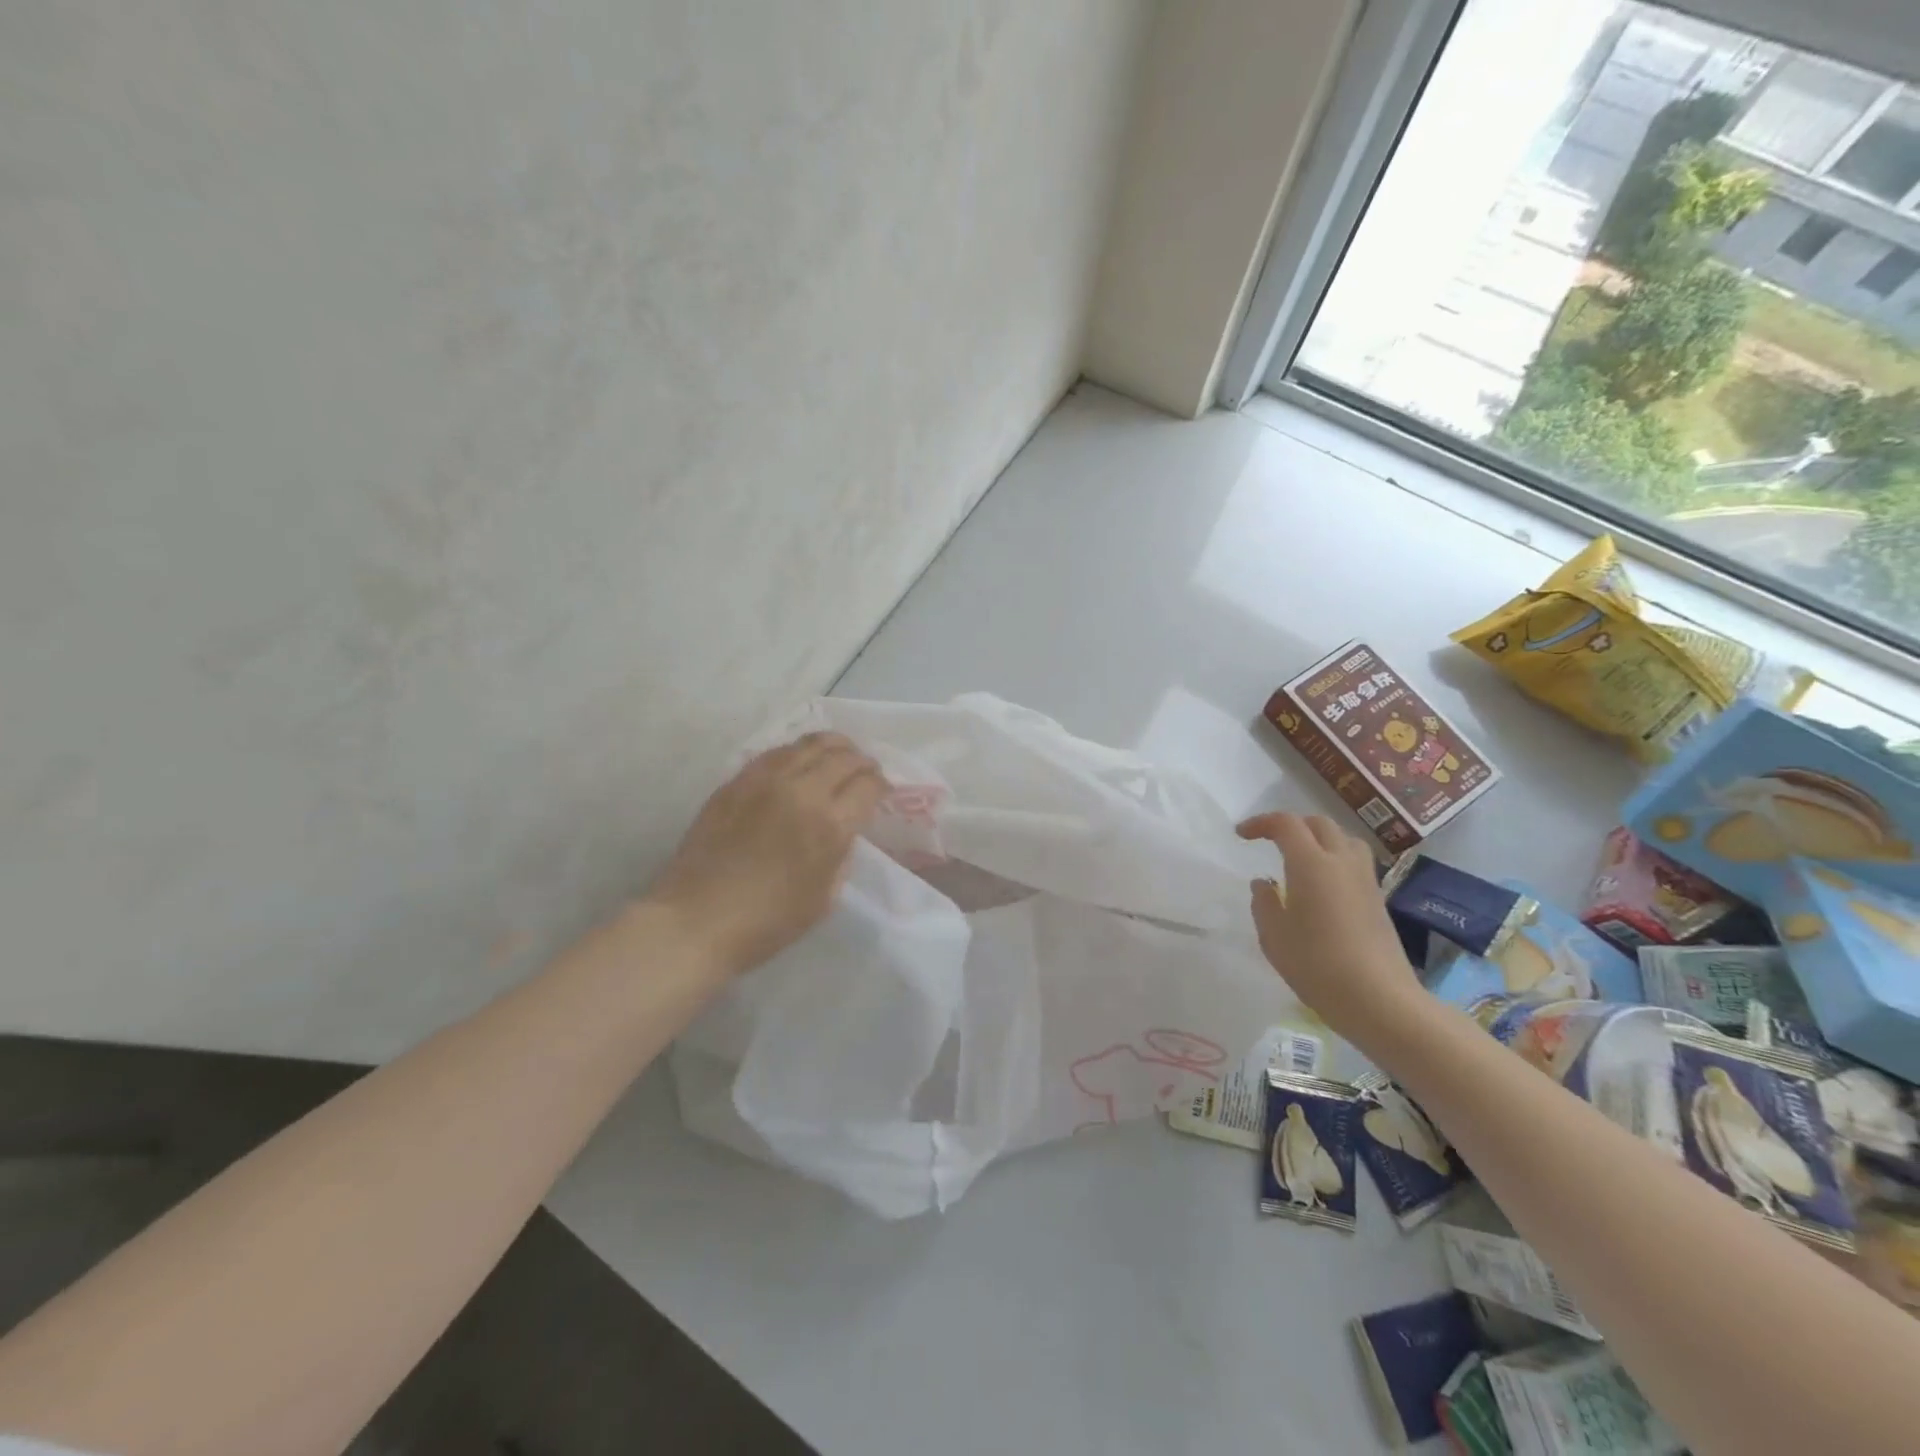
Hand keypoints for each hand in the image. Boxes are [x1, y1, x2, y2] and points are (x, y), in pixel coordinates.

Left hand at [648, 733, 887, 976]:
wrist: (696, 920)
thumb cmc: (767, 922)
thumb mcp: (825, 898)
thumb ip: (841, 856)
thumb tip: (844, 831)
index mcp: (829, 825)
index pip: (867, 785)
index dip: (881, 785)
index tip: (881, 792)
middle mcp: (802, 792)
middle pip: (843, 757)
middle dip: (862, 761)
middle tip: (866, 771)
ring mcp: (765, 781)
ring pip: (809, 744)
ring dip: (832, 747)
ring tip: (838, 754)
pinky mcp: (737, 781)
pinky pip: (776, 753)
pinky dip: (797, 751)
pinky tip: (800, 761)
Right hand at [1235, 812, 1427, 1050]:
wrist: (1379, 1000)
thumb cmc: (1317, 965)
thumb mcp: (1274, 936)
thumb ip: (1264, 903)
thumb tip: (1264, 884)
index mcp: (1311, 864)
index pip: (1286, 824)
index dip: (1261, 823)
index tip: (1242, 835)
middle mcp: (1341, 862)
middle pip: (1319, 824)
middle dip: (1291, 826)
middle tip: (1270, 842)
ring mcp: (1365, 880)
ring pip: (1343, 839)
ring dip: (1319, 839)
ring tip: (1300, 858)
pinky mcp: (1378, 899)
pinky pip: (1354, 862)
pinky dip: (1334, 859)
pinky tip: (1322, 886)